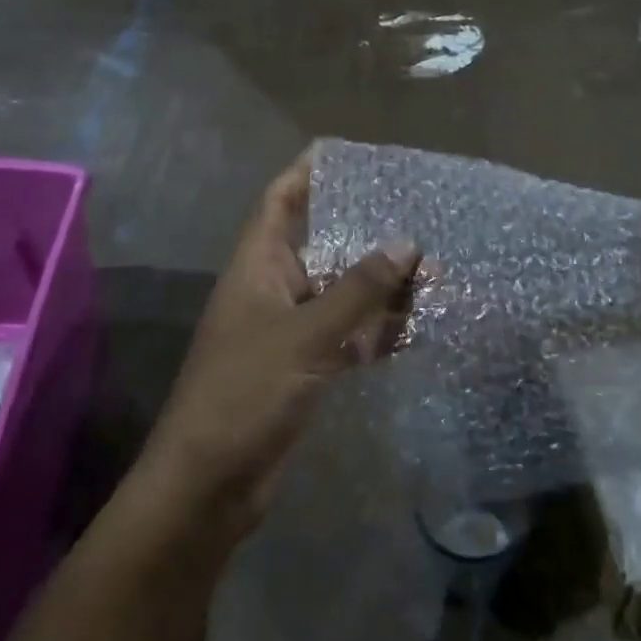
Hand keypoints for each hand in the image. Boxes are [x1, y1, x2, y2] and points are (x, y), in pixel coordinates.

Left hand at [140, 155, 418, 540]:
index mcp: (257, 265)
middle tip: (414, 211)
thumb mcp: (306, 336)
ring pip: (340, 292)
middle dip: (364, 230)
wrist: (209, 486)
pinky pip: (346, 334)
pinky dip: (376, 329)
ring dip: (380, 284)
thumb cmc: (246, 393)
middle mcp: (273, 288)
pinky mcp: (304, 368)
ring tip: (431, 267)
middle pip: (321, 243)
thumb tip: (407, 243)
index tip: (349, 154)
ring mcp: (289, 330)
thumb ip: (359, 290)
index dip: (308, 172)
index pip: (280, 200)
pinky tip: (417, 325)